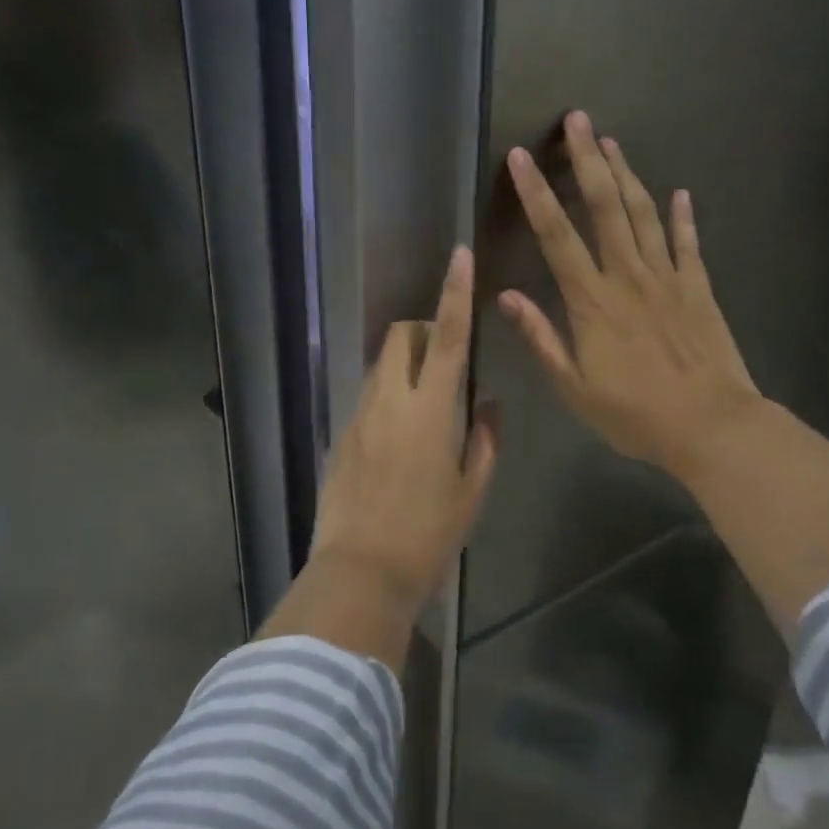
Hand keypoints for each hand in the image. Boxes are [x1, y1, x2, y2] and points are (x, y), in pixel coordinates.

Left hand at [307, 245, 497, 617]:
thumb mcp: (471, 491)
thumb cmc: (427, 535)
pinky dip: (388, 397)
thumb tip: (487, 405)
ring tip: (426, 407)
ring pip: (381, 367)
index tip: (458, 255)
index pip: (447, 337)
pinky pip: (368, 398)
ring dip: (405, 366)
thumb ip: (484, 441)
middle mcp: (389, 401)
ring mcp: (359, 416)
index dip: (454, 293)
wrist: (360, 572)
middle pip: (401, 337)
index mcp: (429, 410)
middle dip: (423, 330)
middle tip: (445, 360)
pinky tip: (399, 441)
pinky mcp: (341, 436)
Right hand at [500, 111, 762, 484]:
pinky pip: (689, 244)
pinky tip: (680, 192)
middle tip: (577, 120)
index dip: (536, 193)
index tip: (519, 157)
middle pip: (604, 206)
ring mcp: (668, 278)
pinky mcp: (699, 288)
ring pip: (644, 214)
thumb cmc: (635, 413)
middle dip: (588, 159)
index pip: (556, 235)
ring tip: (611, 141)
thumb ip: (541, 337)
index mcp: (592, 301)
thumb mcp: (574, 387)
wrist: (711, 426)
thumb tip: (505, 295)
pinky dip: (684, 216)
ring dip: (626, 174)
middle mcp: (629, 276)